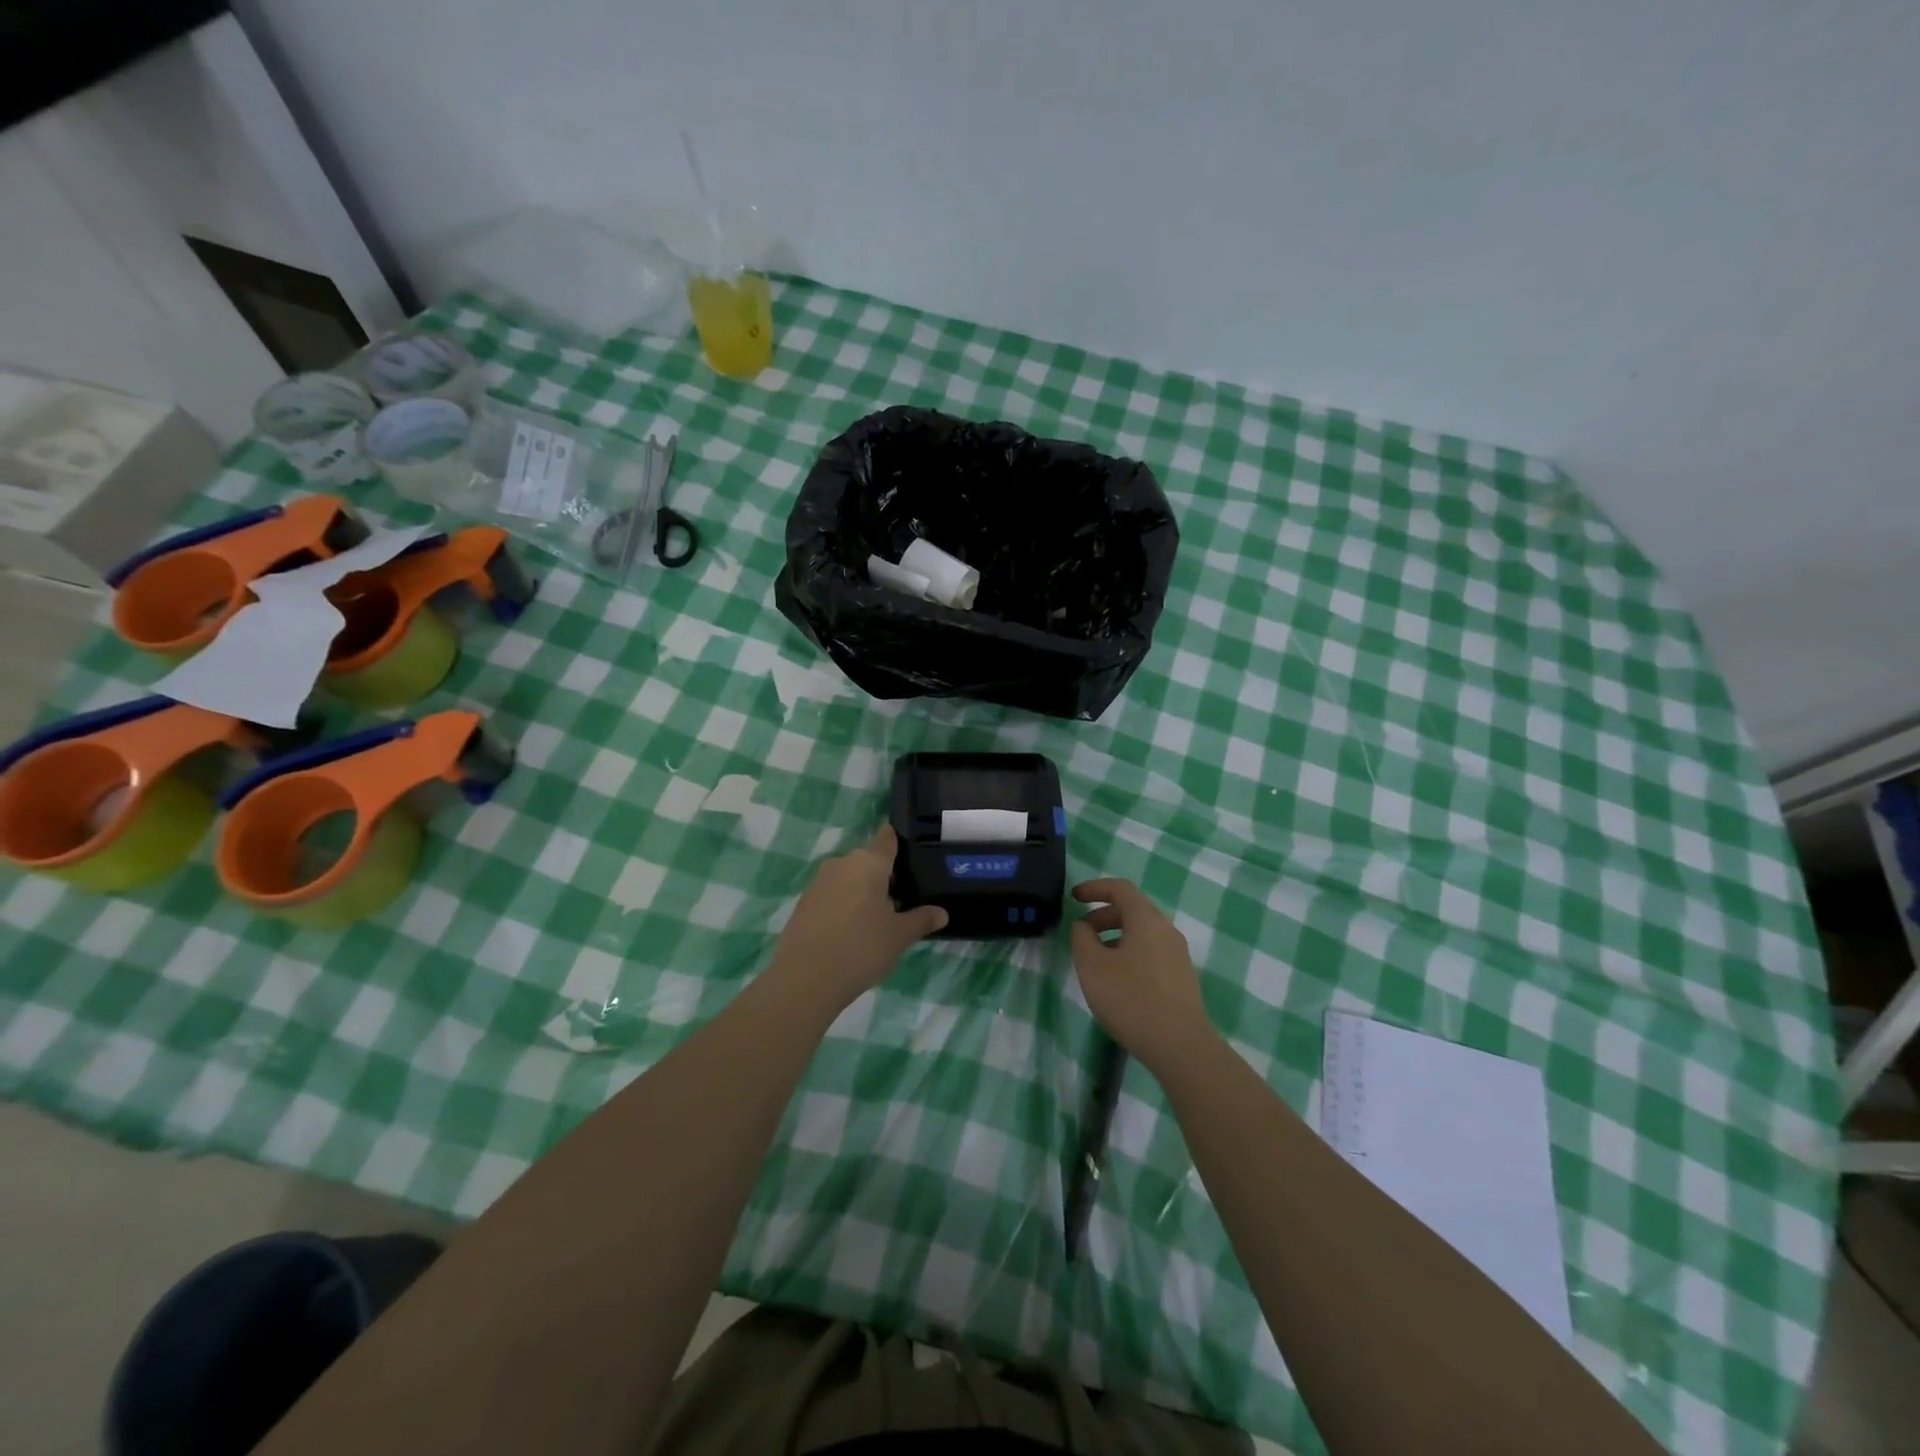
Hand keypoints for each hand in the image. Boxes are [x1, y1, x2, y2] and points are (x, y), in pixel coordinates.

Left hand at [768, 825, 946, 1010]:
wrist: (805, 978)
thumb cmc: (861, 948)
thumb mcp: (899, 936)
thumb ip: (921, 920)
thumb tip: (942, 913)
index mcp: (868, 862)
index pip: (887, 839)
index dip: (898, 842)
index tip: (911, 853)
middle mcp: (842, 864)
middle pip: (868, 861)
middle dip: (884, 877)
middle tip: (902, 901)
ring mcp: (818, 883)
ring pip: (849, 879)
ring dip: (862, 892)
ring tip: (878, 920)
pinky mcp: (803, 903)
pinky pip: (832, 896)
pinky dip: (844, 906)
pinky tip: (852, 932)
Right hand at [1070, 879, 1213, 1069]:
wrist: (1180, 1046)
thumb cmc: (1131, 998)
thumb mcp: (1092, 966)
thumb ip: (1082, 939)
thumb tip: (1084, 927)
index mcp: (1146, 919)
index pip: (1120, 888)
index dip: (1095, 888)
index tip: (1074, 897)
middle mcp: (1166, 930)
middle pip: (1132, 910)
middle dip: (1103, 915)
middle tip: (1081, 933)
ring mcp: (1178, 955)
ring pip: (1142, 933)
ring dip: (1115, 937)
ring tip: (1095, 961)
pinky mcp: (1181, 978)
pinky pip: (1151, 952)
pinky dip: (1129, 953)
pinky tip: (1117, 981)